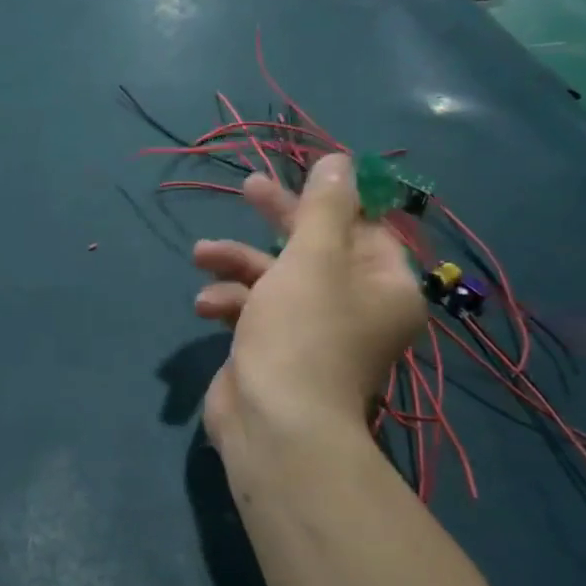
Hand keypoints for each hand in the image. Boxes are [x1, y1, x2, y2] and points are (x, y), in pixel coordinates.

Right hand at [192, 153, 426, 455]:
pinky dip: (230, 302)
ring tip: (202, 255)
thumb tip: (340, 161)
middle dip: (276, 219)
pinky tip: (206, 305)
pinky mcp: (274, 348)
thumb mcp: (314, 256)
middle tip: (247, 188)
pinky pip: (255, 310)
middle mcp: (354, 306)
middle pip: (314, 246)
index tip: (297, 178)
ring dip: (237, 262)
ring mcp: (312, 330)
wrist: (273, 423)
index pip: (363, 227)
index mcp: (382, 285)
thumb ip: (324, 206)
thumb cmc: (302, 331)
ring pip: (276, 277)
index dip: (328, 201)